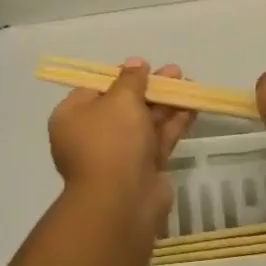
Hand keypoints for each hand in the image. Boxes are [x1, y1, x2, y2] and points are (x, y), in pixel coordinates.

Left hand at [49, 59, 193, 238]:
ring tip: (189, 84)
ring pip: (143, 123)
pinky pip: (156, 140)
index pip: (95, 89)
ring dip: (166, 103)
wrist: (122, 202)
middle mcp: (91, 136)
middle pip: (123, 105)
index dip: (121, 76)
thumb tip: (136, 63)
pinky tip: (192, 108)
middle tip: (175, 73)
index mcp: (72, 117)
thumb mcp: (120, 99)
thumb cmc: (111, 141)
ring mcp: (117, 156)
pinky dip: (173, 124)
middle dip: (150, 88)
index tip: (144, 67)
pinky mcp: (141, 170)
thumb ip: (131, 79)